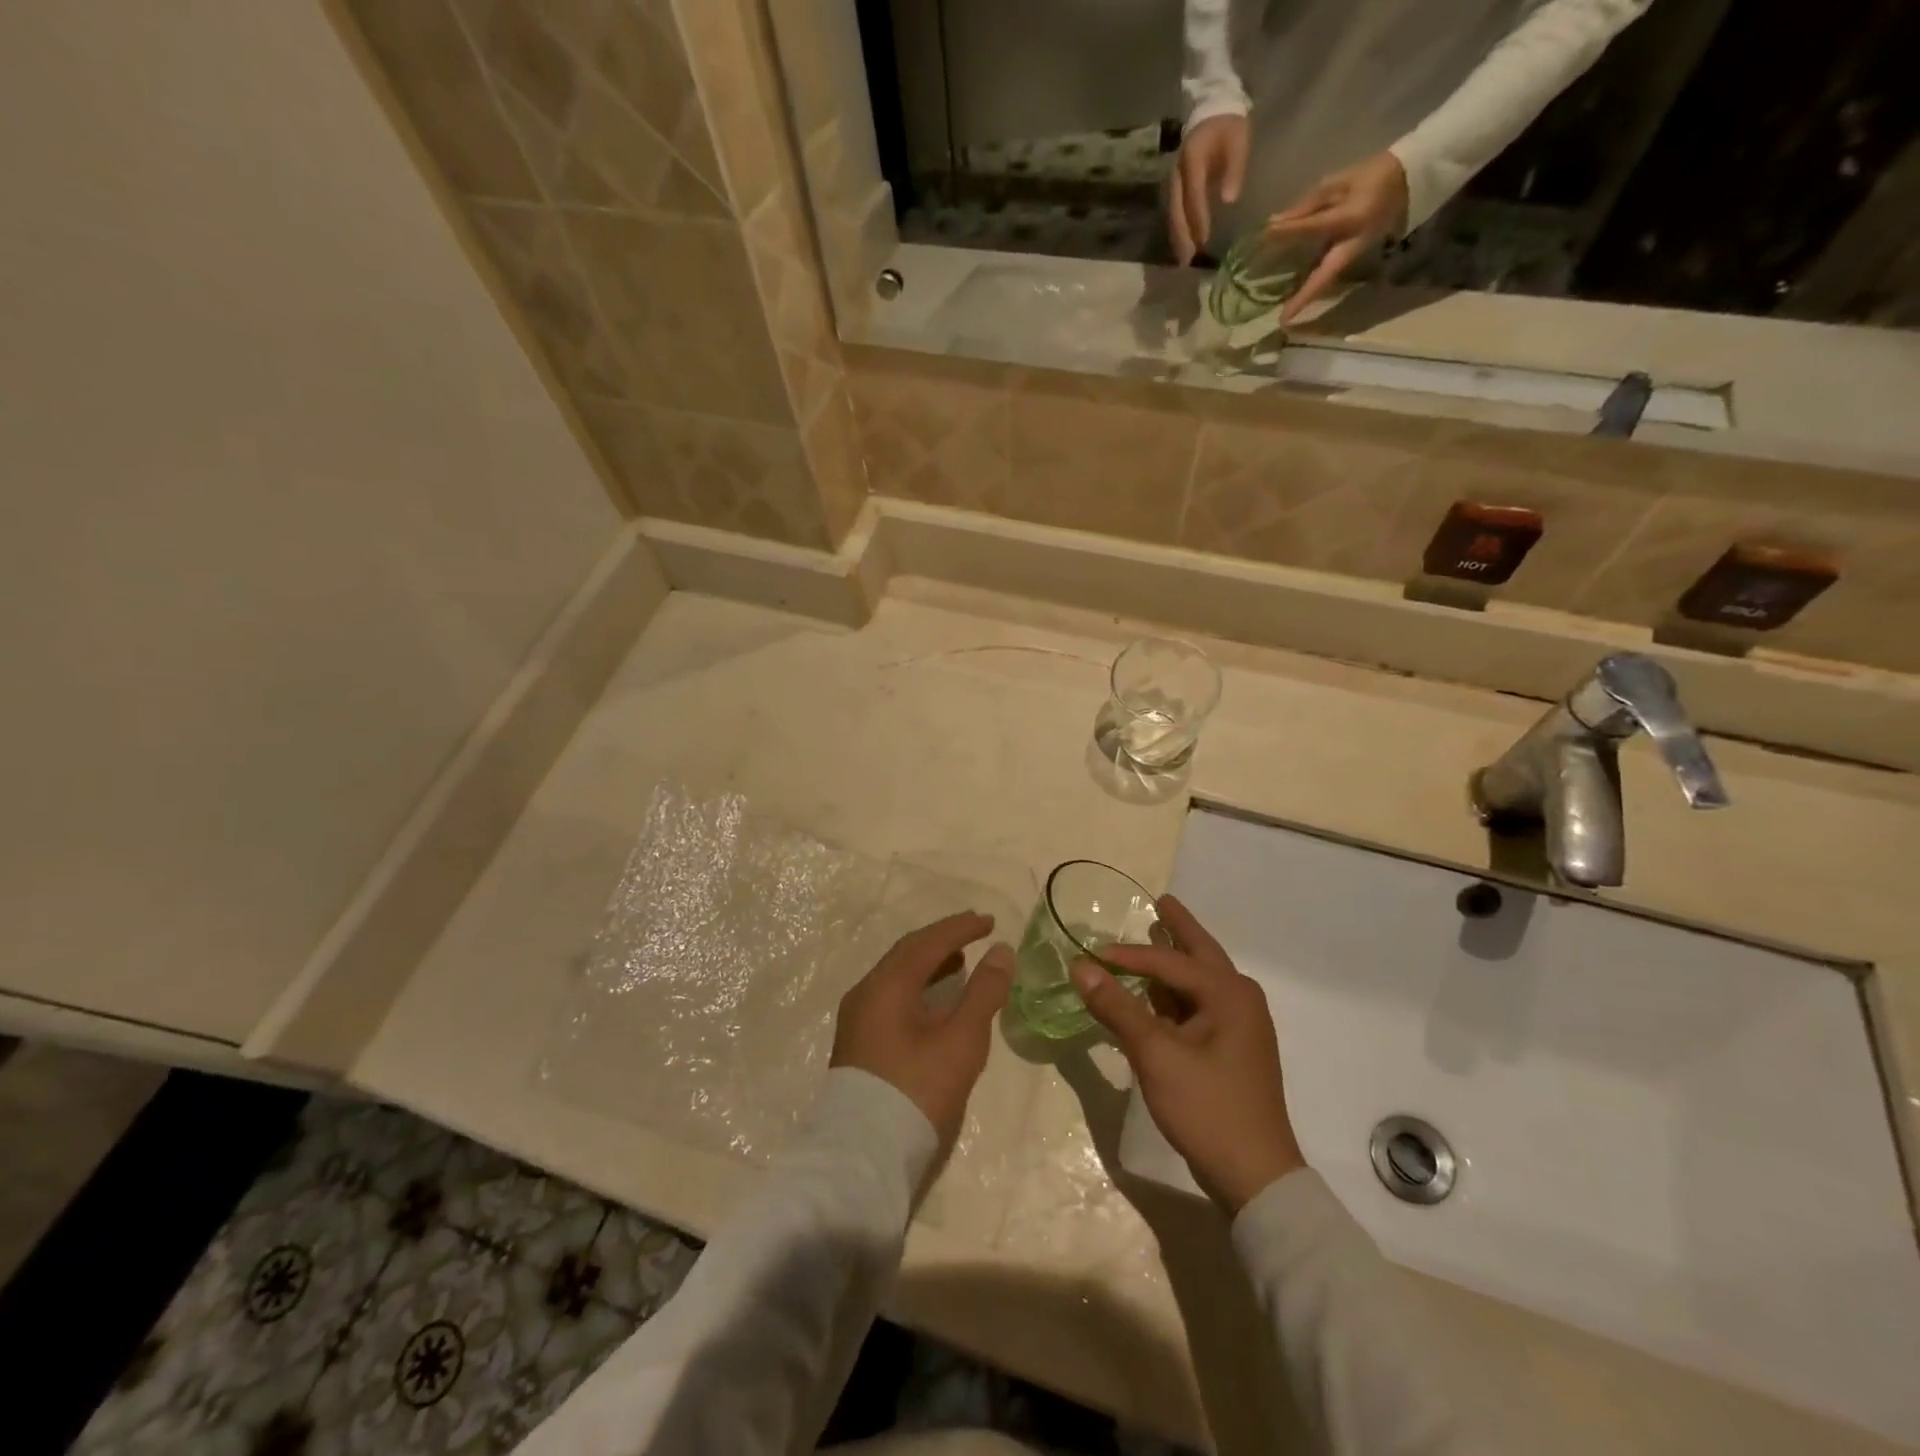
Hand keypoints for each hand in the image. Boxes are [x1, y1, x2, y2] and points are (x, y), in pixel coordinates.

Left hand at [830, 911, 1012, 1149]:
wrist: (864, 1156)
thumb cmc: (918, 1090)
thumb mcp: (961, 1040)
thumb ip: (984, 992)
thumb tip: (1001, 951)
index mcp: (887, 984)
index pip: (928, 941)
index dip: (961, 928)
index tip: (989, 921)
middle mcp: (866, 992)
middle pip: (908, 953)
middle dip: (943, 939)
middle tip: (975, 932)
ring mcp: (858, 1018)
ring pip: (897, 975)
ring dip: (930, 963)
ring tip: (961, 961)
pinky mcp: (859, 1042)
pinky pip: (892, 996)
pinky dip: (918, 986)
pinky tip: (936, 1001)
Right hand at [1071, 895, 1302, 1211]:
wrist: (1255, 1176)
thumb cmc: (1207, 1107)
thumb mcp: (1156, 1055)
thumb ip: (1117, 1008)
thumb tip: (1080, 967)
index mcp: (1229, 993)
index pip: (1169, 962)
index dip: (1127, 955)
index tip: (1091, 952)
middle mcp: (1240, 999)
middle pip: (1200, 954)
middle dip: (1178, 929)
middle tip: (1161, 901)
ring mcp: (1241, 1025)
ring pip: (1201, 980)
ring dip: (1176, 961)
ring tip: (1157, 936)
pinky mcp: (1234, 1048)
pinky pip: (1201, 1005)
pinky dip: (1177, 993)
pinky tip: (1159, 993)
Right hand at [1170, 113, 1249, 264]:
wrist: (1212, 105)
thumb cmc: (1228, 122)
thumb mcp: (1238, 139)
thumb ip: (1235, 168)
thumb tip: (1229, 200)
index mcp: (1193, 160)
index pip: (1194, 195)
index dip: (1198, 219)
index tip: (1204, 240)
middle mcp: (1179, 173)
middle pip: (1177, 210)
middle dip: (1182, 236)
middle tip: (1187, 261)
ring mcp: (1175, 180)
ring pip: (1173, 214)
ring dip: (1178, 237)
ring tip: (1183, 259)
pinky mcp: (1177, 184)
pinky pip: (1175, 211)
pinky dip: (1178, 229)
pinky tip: (1183, 243)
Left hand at [1264, 150, 1409, 323]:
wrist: (1409, 180)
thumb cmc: (1372, 176)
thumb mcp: (1340, 181)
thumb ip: (1309, 204)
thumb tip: (1276, 222)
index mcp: (1352, 217)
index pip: (1314, 227)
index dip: (1289, 231)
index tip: (1266, 233)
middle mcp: (1354, 243)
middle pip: (1325, 275)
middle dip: (1305, 297)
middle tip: (1283, 320)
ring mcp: (1355, 253)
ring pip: (1327, 279)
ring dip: (1306, 297)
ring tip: (1285, 316)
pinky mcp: (1353, 257)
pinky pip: (1329, 274)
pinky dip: (1312, 286)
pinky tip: (1293, 296)